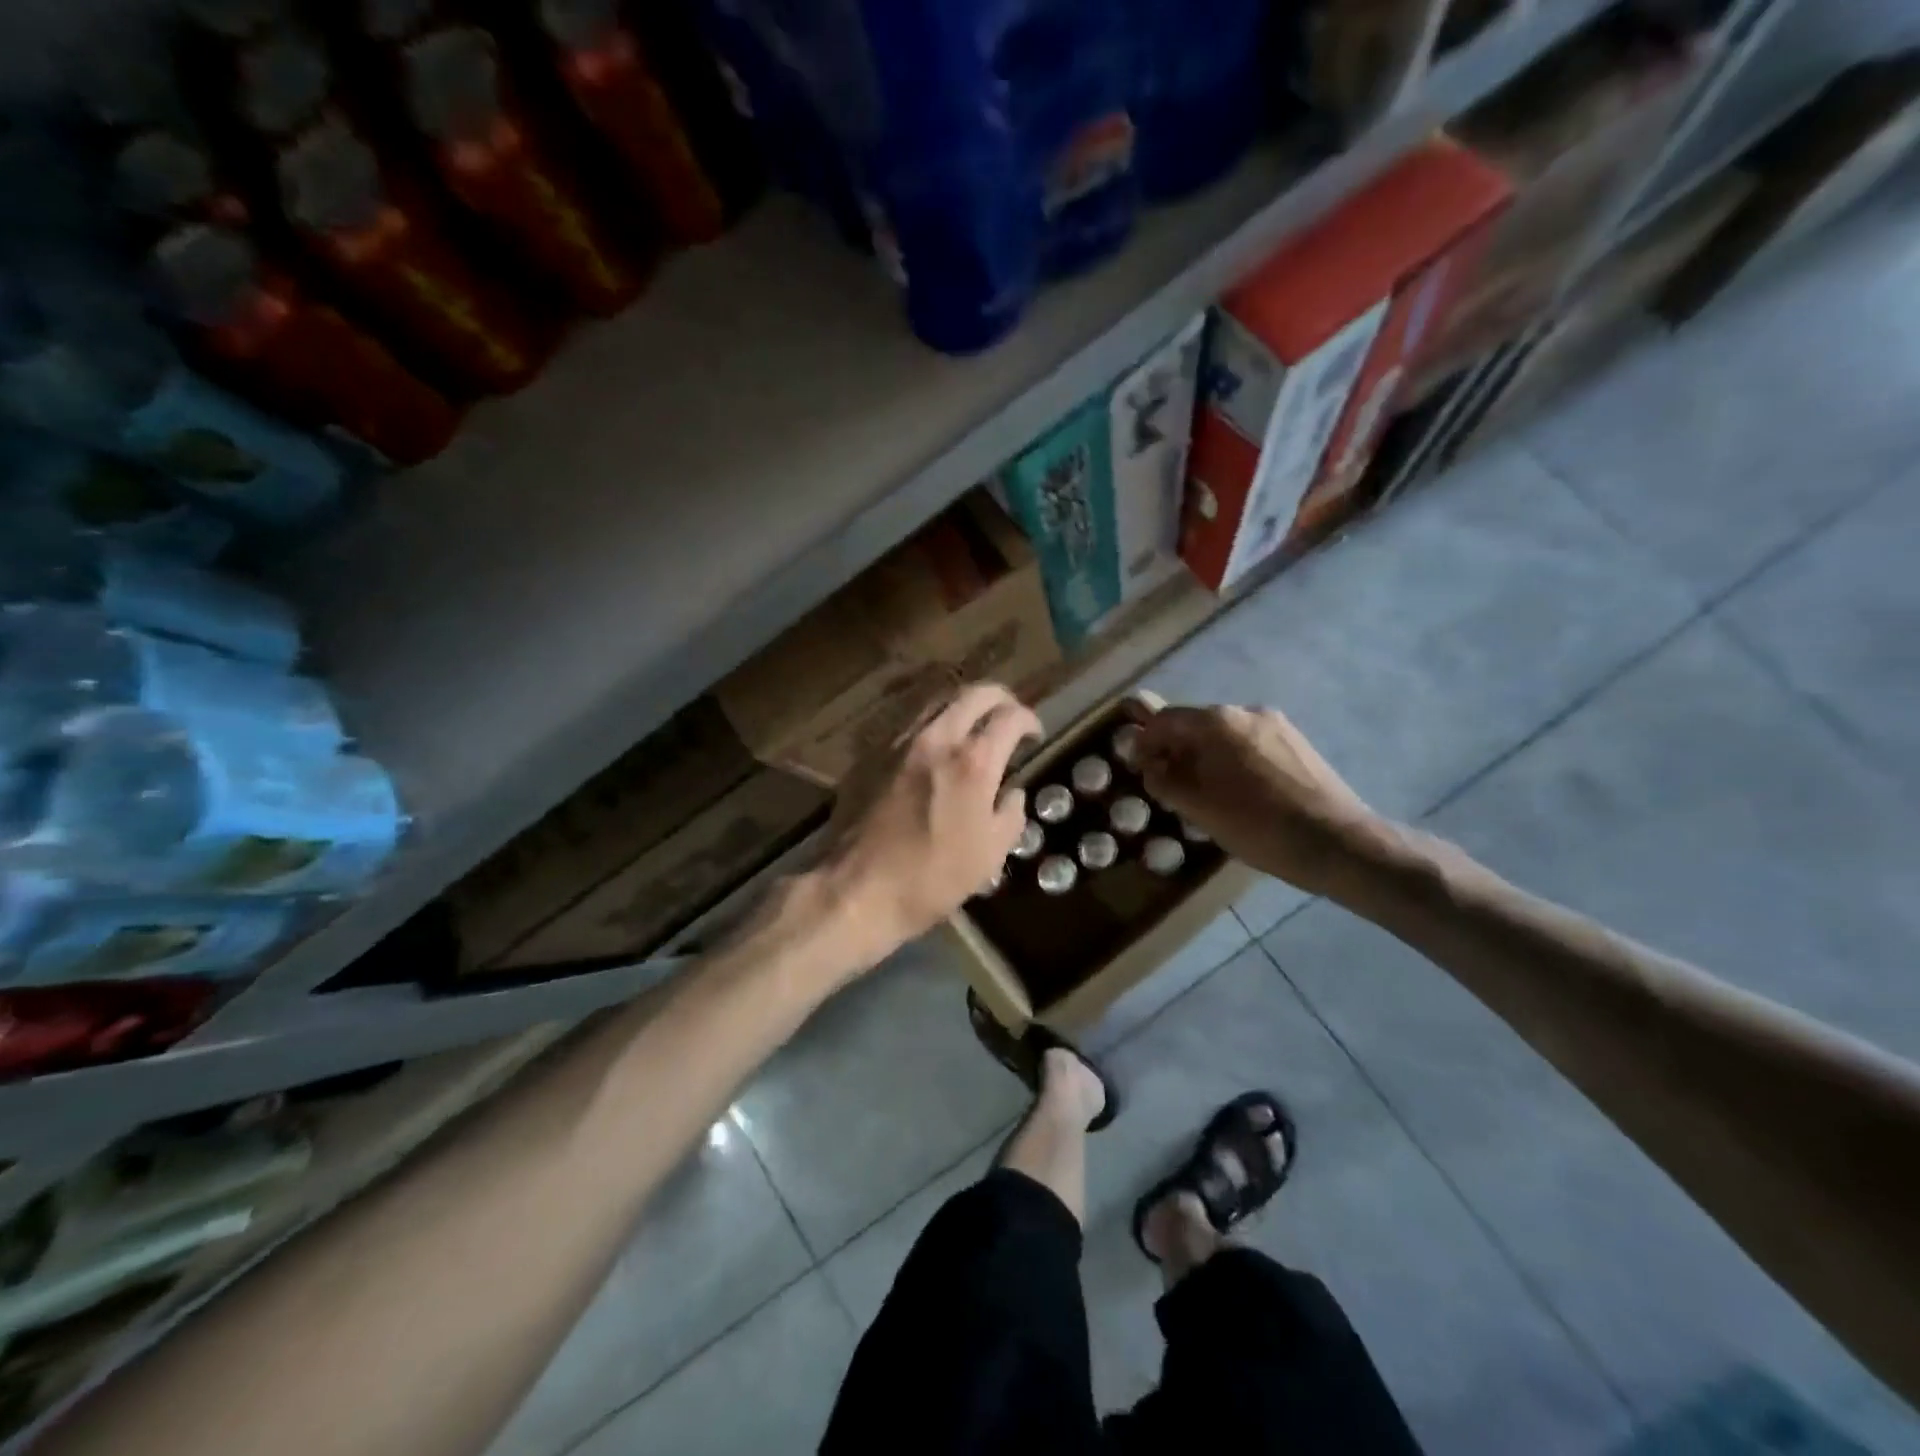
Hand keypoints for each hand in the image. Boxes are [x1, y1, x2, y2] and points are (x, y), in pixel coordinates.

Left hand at [817, 683, 1040, 969]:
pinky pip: (908, 723)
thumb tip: (1012, 794)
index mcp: (972, 762)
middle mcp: (936, 738)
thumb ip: (1009, 815)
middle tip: (1007, 715)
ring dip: (962, 705)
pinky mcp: (870, 754)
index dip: (1028, 720)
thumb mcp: (989, 855)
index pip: (1009, 718)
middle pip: (973, 694)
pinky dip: (930, 724)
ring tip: (972, 724)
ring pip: (937, 701)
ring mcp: (897, 742)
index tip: (1033, 734)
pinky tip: (932, 747)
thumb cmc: (931, 878)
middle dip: (999, 698)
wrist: (856, 889)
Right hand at [1135, 703, 1387, 899]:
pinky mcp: (1298, 743)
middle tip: (1168, 783)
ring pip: (1225, 736)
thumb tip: (1150, 765)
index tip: (1138, 767)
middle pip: (1196, 724)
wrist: (1337, 842)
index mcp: (1217, 721)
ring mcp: (1277, 725)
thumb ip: (1163, 780)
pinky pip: (1251, 745)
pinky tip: (1239, 793)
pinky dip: (1233, 761)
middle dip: (1176, 750)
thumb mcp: (1197, 807)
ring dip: (1205, 757)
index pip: (1165, 719)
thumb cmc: (1257, 825)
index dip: (1145, 742)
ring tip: (1204, 792)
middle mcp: (1246, 711)